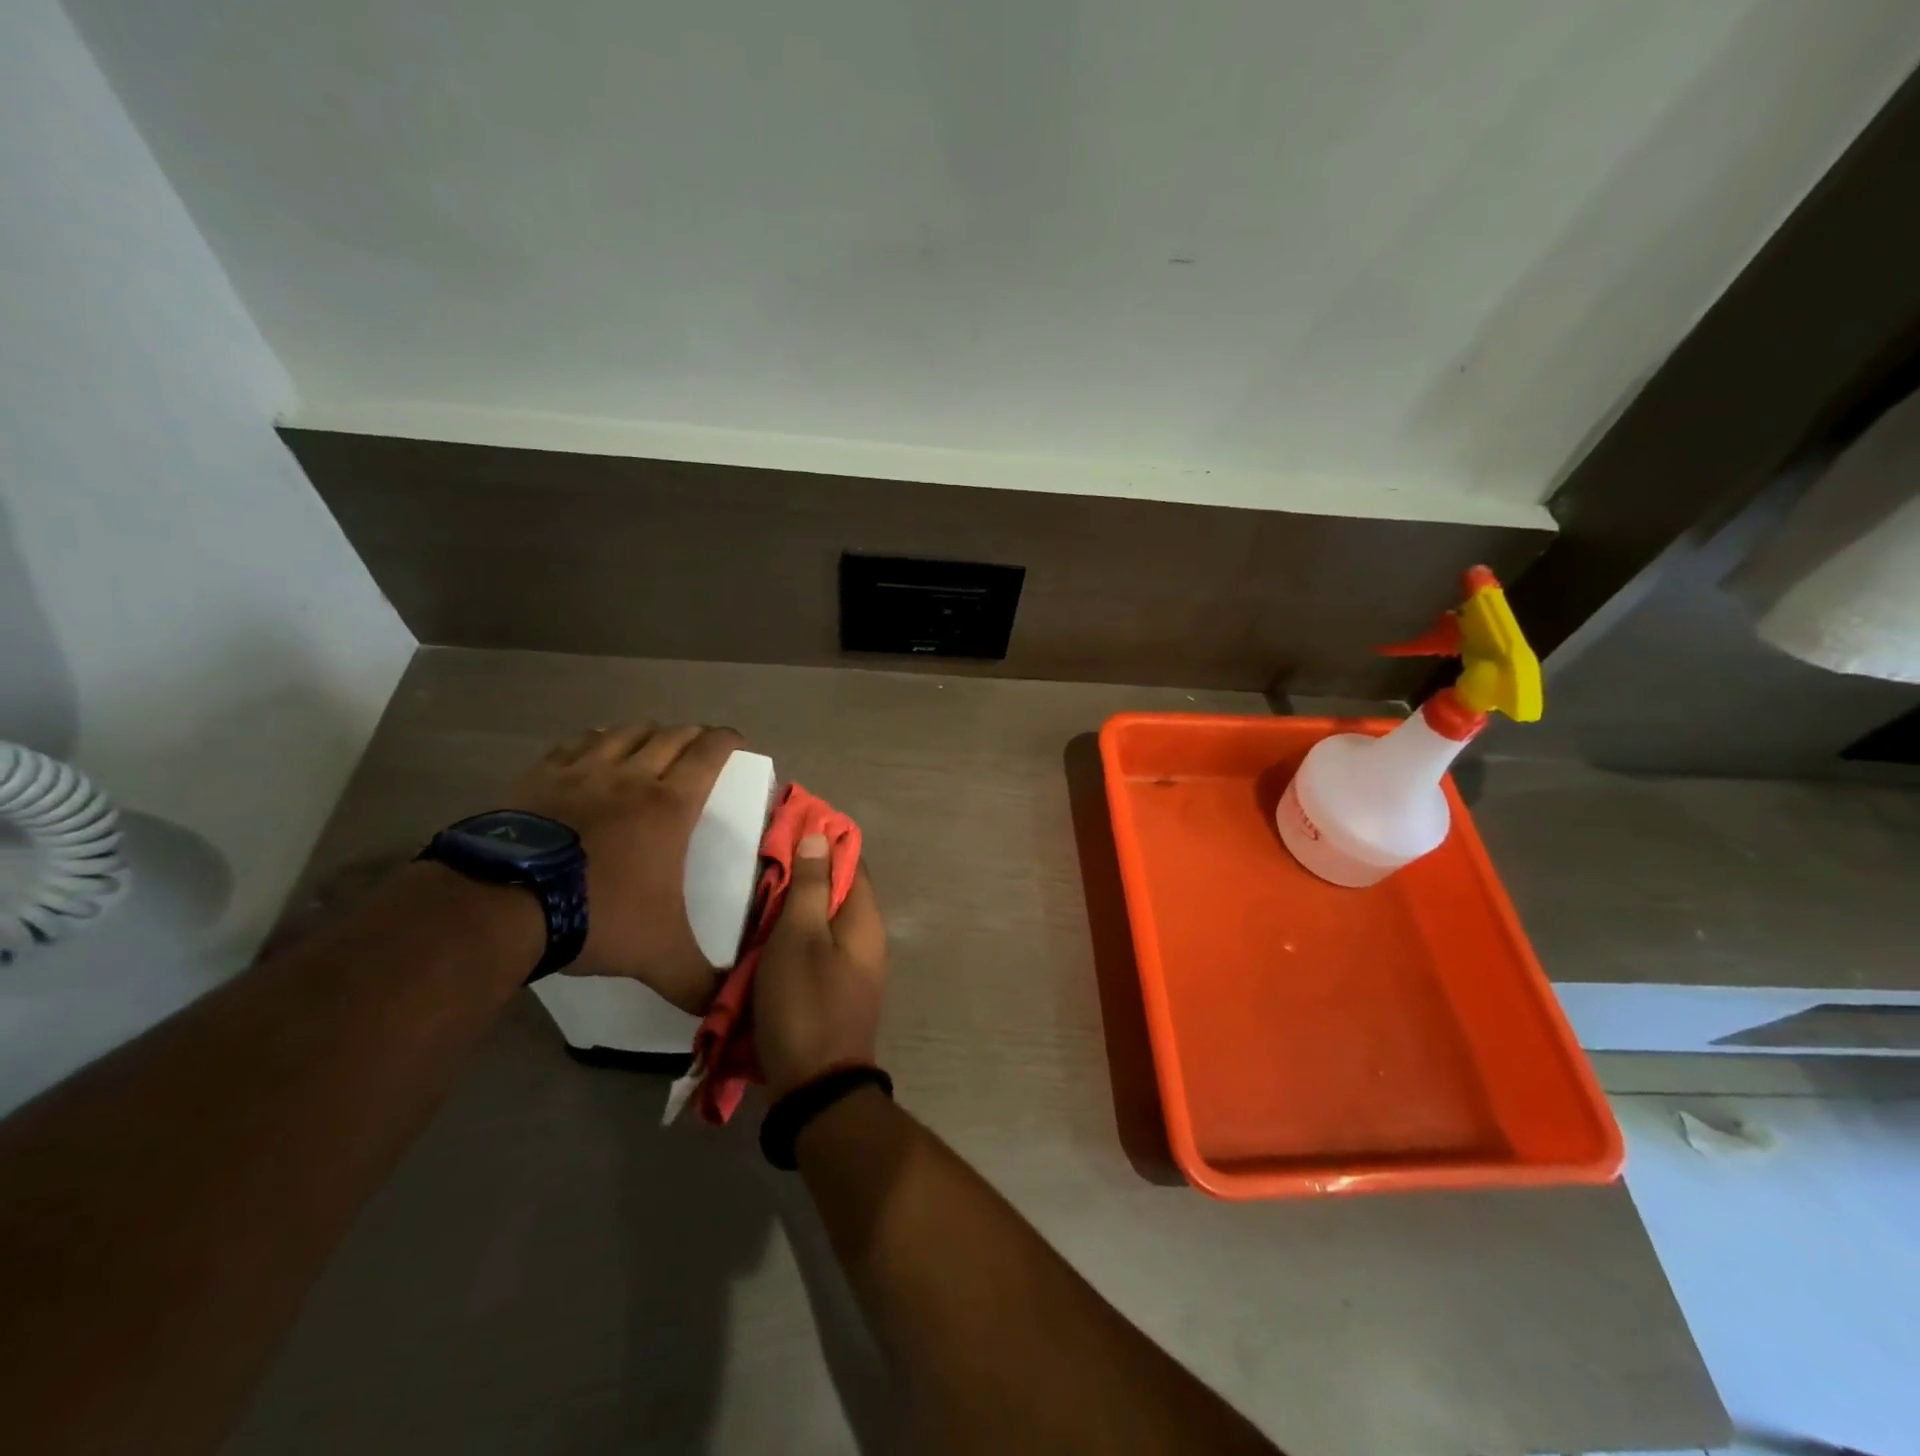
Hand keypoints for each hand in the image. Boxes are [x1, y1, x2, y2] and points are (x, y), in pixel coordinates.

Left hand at [507, 723, 743, 1010]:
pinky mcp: (540, 777)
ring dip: (646, 732)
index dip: (728, 741)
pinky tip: (594, 748)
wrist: (504, 905)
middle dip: (692, 735)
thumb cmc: (598, 915)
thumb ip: (697, 981)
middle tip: (700, 746)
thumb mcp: (658, 955)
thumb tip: (724, 1008)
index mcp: (670, 805)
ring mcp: (582, 772)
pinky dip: (595, 740)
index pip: (709, 754)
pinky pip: (576, 744)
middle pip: (671, 736)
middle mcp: (632, 776)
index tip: (738, 742)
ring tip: (652, 741)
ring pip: (625, 733)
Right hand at [754, 836, 887, 1097]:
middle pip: (836, 890)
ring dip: (794, 909)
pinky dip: (794, 938)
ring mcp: (855, 966)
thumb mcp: (799, 937)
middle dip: (802, 875)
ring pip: (824, 921)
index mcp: (864, 918)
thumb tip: (821, 836)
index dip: (821, 841)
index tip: (784, 830)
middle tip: (761, 868)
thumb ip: (809, 885)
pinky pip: (818, 949)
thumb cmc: (805, 1003)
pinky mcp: (838, 990)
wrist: (817, 1087)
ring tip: (757, 902)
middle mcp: (868, 937)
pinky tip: (765, 942)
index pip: (850, 860)